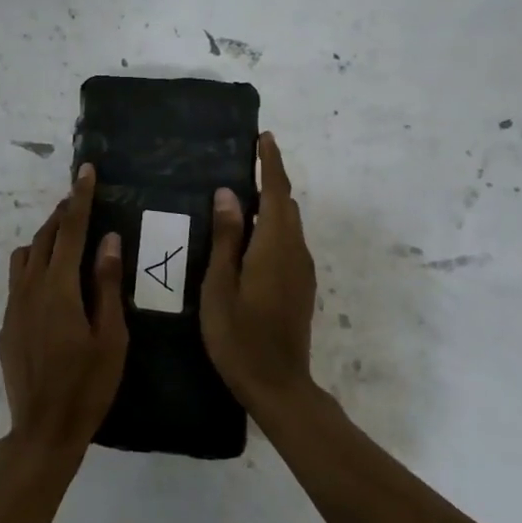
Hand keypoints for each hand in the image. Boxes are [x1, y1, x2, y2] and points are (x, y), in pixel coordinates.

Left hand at [0, 165, 128, 453]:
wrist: (43, 428)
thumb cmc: (88, 385)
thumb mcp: (111, 336)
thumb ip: (106, 284)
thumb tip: (108, 240)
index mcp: (59, 287)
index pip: (71, 230)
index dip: (80, 199)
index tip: (85, 171)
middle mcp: (31, 287)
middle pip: (46, 237)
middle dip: (63, 214)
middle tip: (81, 200)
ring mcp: (14, 305)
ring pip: (26, 256)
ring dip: (46, 239)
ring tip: (67, 240)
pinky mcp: (7, 323)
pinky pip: (19, 280)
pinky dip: (35, 266)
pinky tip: (52, 283)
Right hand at [200, 132, 318, 415]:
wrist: (278, 385)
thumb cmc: (239, 336)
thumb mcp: (220, 286)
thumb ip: (225, 238)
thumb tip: (228, 194)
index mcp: (274, 246)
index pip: (275, 193)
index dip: (270, 163)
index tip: (264, 137)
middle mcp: (294, 252)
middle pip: (285, 205)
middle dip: (269, 181)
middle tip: (242, 164)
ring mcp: (301, 271)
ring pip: (287, 225)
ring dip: (269, 205)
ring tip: (239, 197)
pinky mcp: (299, 287)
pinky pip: (287, 243)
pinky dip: (271, 227)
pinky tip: (248, 238)